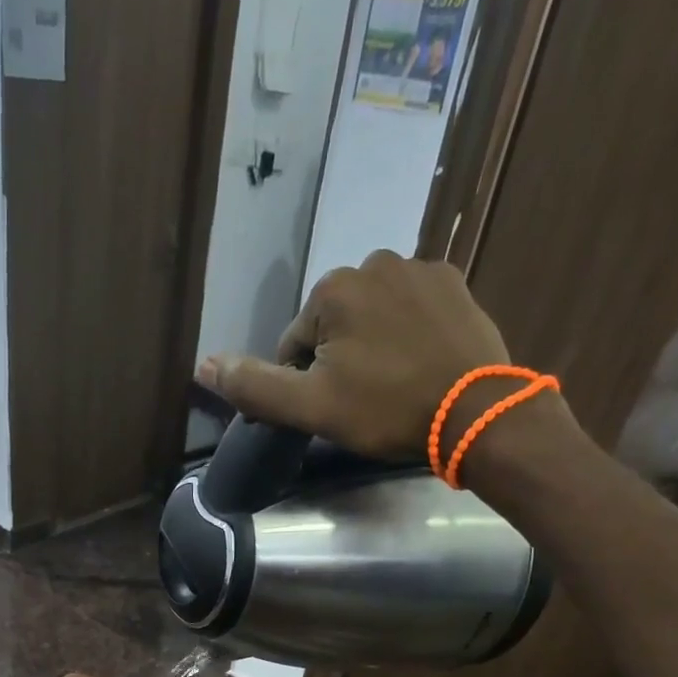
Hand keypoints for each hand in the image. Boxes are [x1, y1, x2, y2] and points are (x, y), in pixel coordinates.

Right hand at [195, 250, 514, 460]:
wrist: (475, 413)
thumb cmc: (387, 410)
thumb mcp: (311, 408)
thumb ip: (255, 386)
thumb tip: (202, 364)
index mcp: (333, 290)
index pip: (295, 344)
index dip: (305, 383)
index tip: (331, 410)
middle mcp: (374, 263)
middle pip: (335, 325)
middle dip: (340, 360)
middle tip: (365, 402)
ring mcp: (420, 270)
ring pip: (374, 317)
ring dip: (374, 346)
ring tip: (395, 386)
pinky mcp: (456, 285)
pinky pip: (413, 310)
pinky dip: (410, 334)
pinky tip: (422, 366)